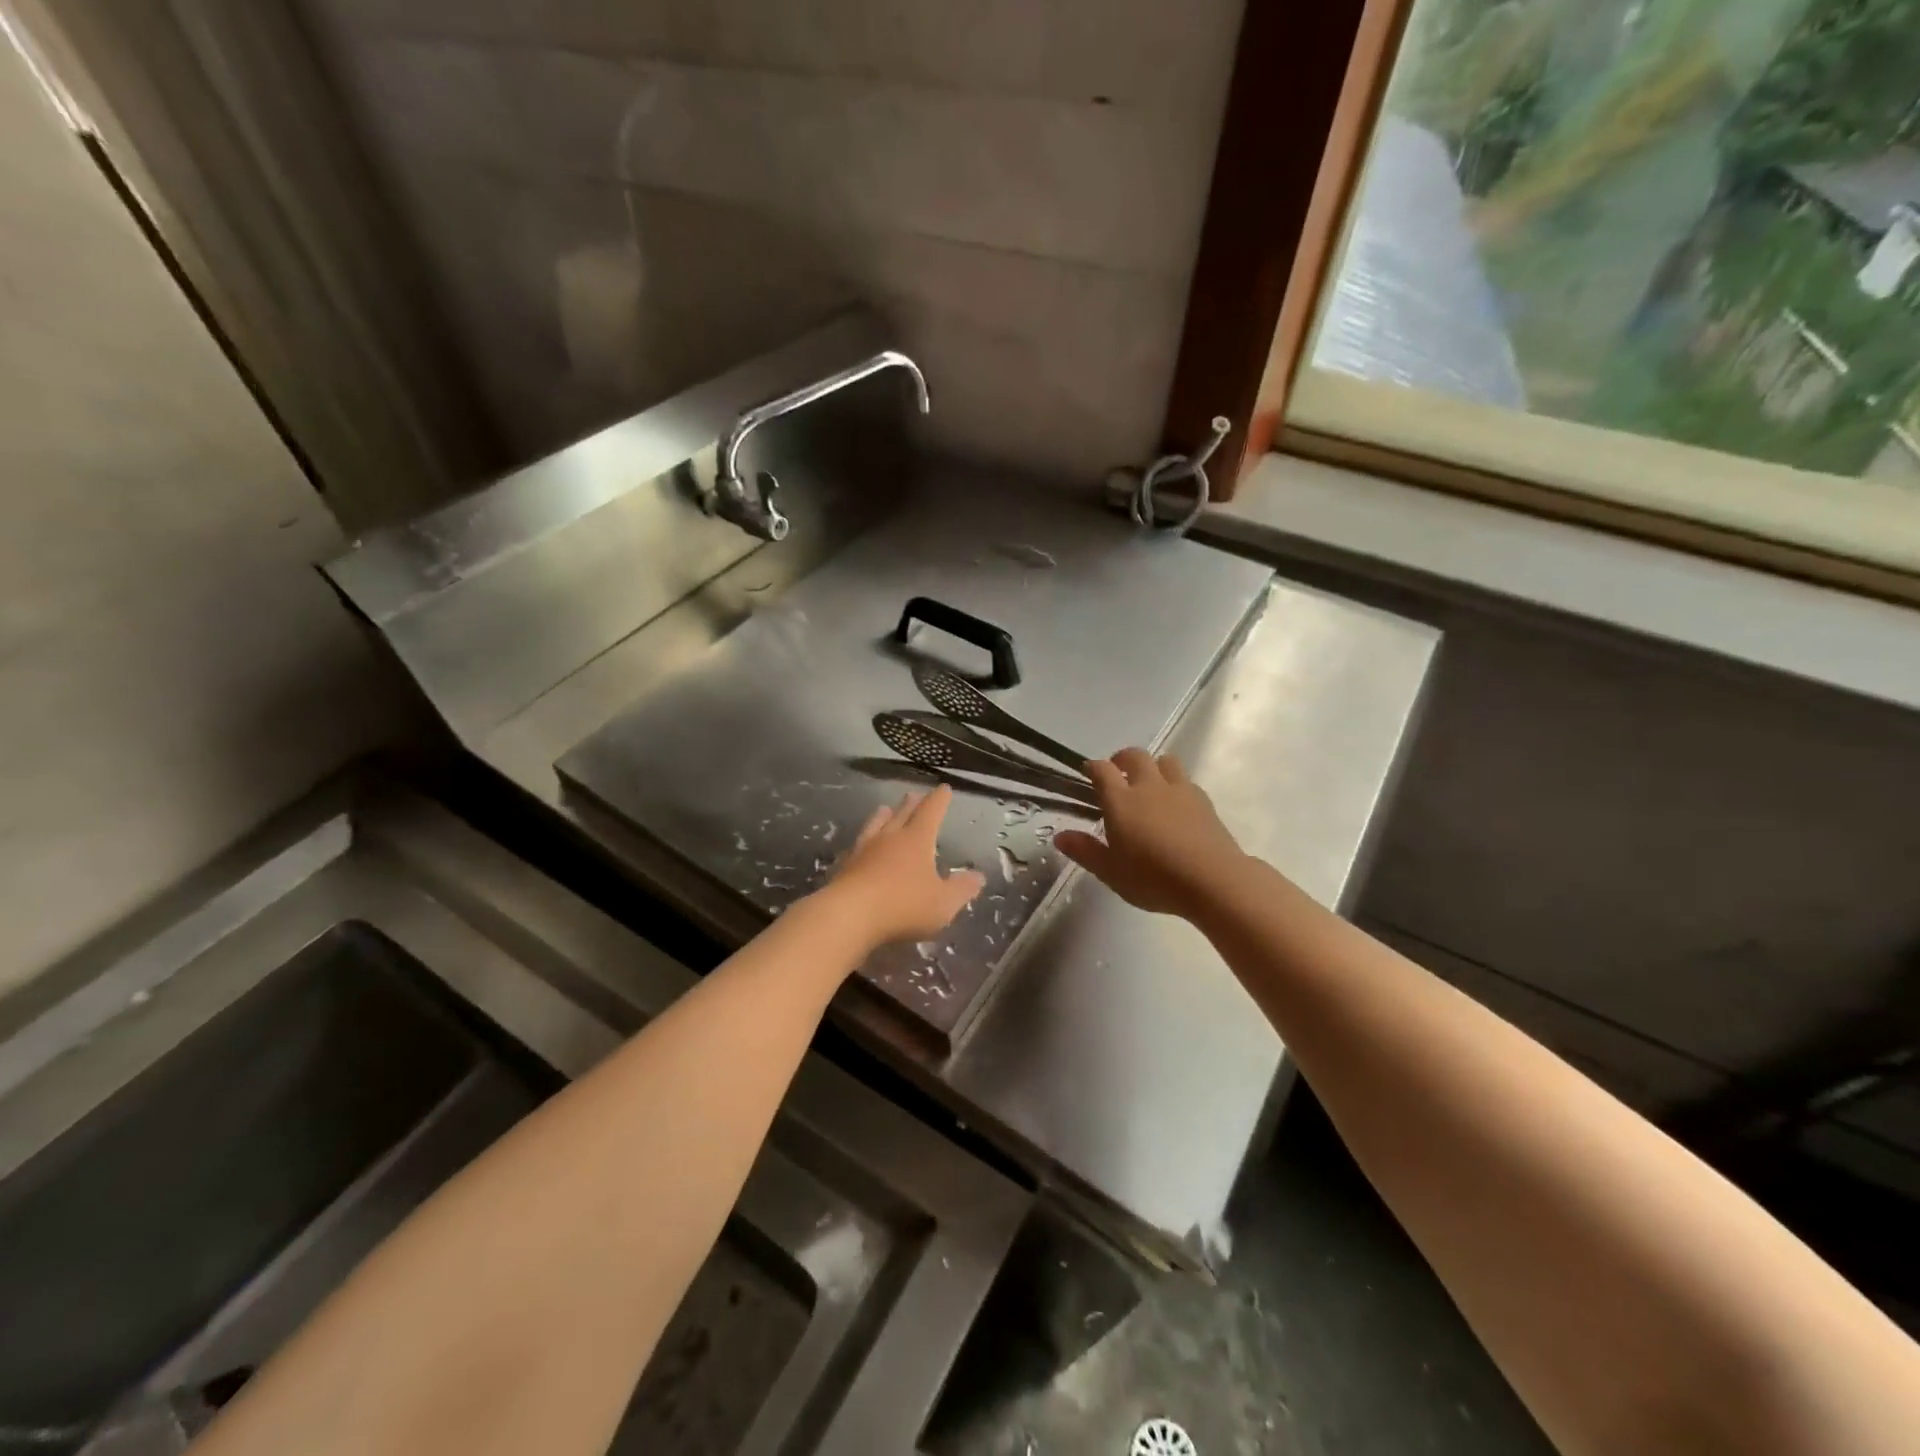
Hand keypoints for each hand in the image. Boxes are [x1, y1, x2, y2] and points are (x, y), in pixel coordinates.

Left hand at [821, 786, 985, 948]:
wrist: (848, 916)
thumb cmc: (903, 906)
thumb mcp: (943, 903)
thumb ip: (961, 889)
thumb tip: (978, 876)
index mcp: (916, 840)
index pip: (931, 812)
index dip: (939, 800)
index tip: (944, 788)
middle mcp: (889, 838)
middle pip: (902, 814)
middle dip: (912, 804)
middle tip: (914, 794)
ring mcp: (864, 850)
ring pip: (875, 825)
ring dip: (883, 816)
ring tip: (885, 809)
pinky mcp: (845, 866)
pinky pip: (857, 846)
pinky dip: (864, 840)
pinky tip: (860, 845)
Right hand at [1055, 748, 1246, 919]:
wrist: (1212, 880)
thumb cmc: (1153, 878)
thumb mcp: (1111, 871)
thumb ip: (1085, 851)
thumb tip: (1060, 836)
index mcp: (1121, 800)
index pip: (1102, 770)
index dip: (1093, 767)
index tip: (1088, 773)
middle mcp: (1149, 786)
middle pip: (1135, 756)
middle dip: (1122, 759)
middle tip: (1117, 773)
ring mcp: (1180, 790)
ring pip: (1165, 761)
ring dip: (1153, 766)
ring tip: (1149, 783)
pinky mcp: (1204, 801)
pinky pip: (1186, 780)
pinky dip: (1175, 784)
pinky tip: (1175, 805)